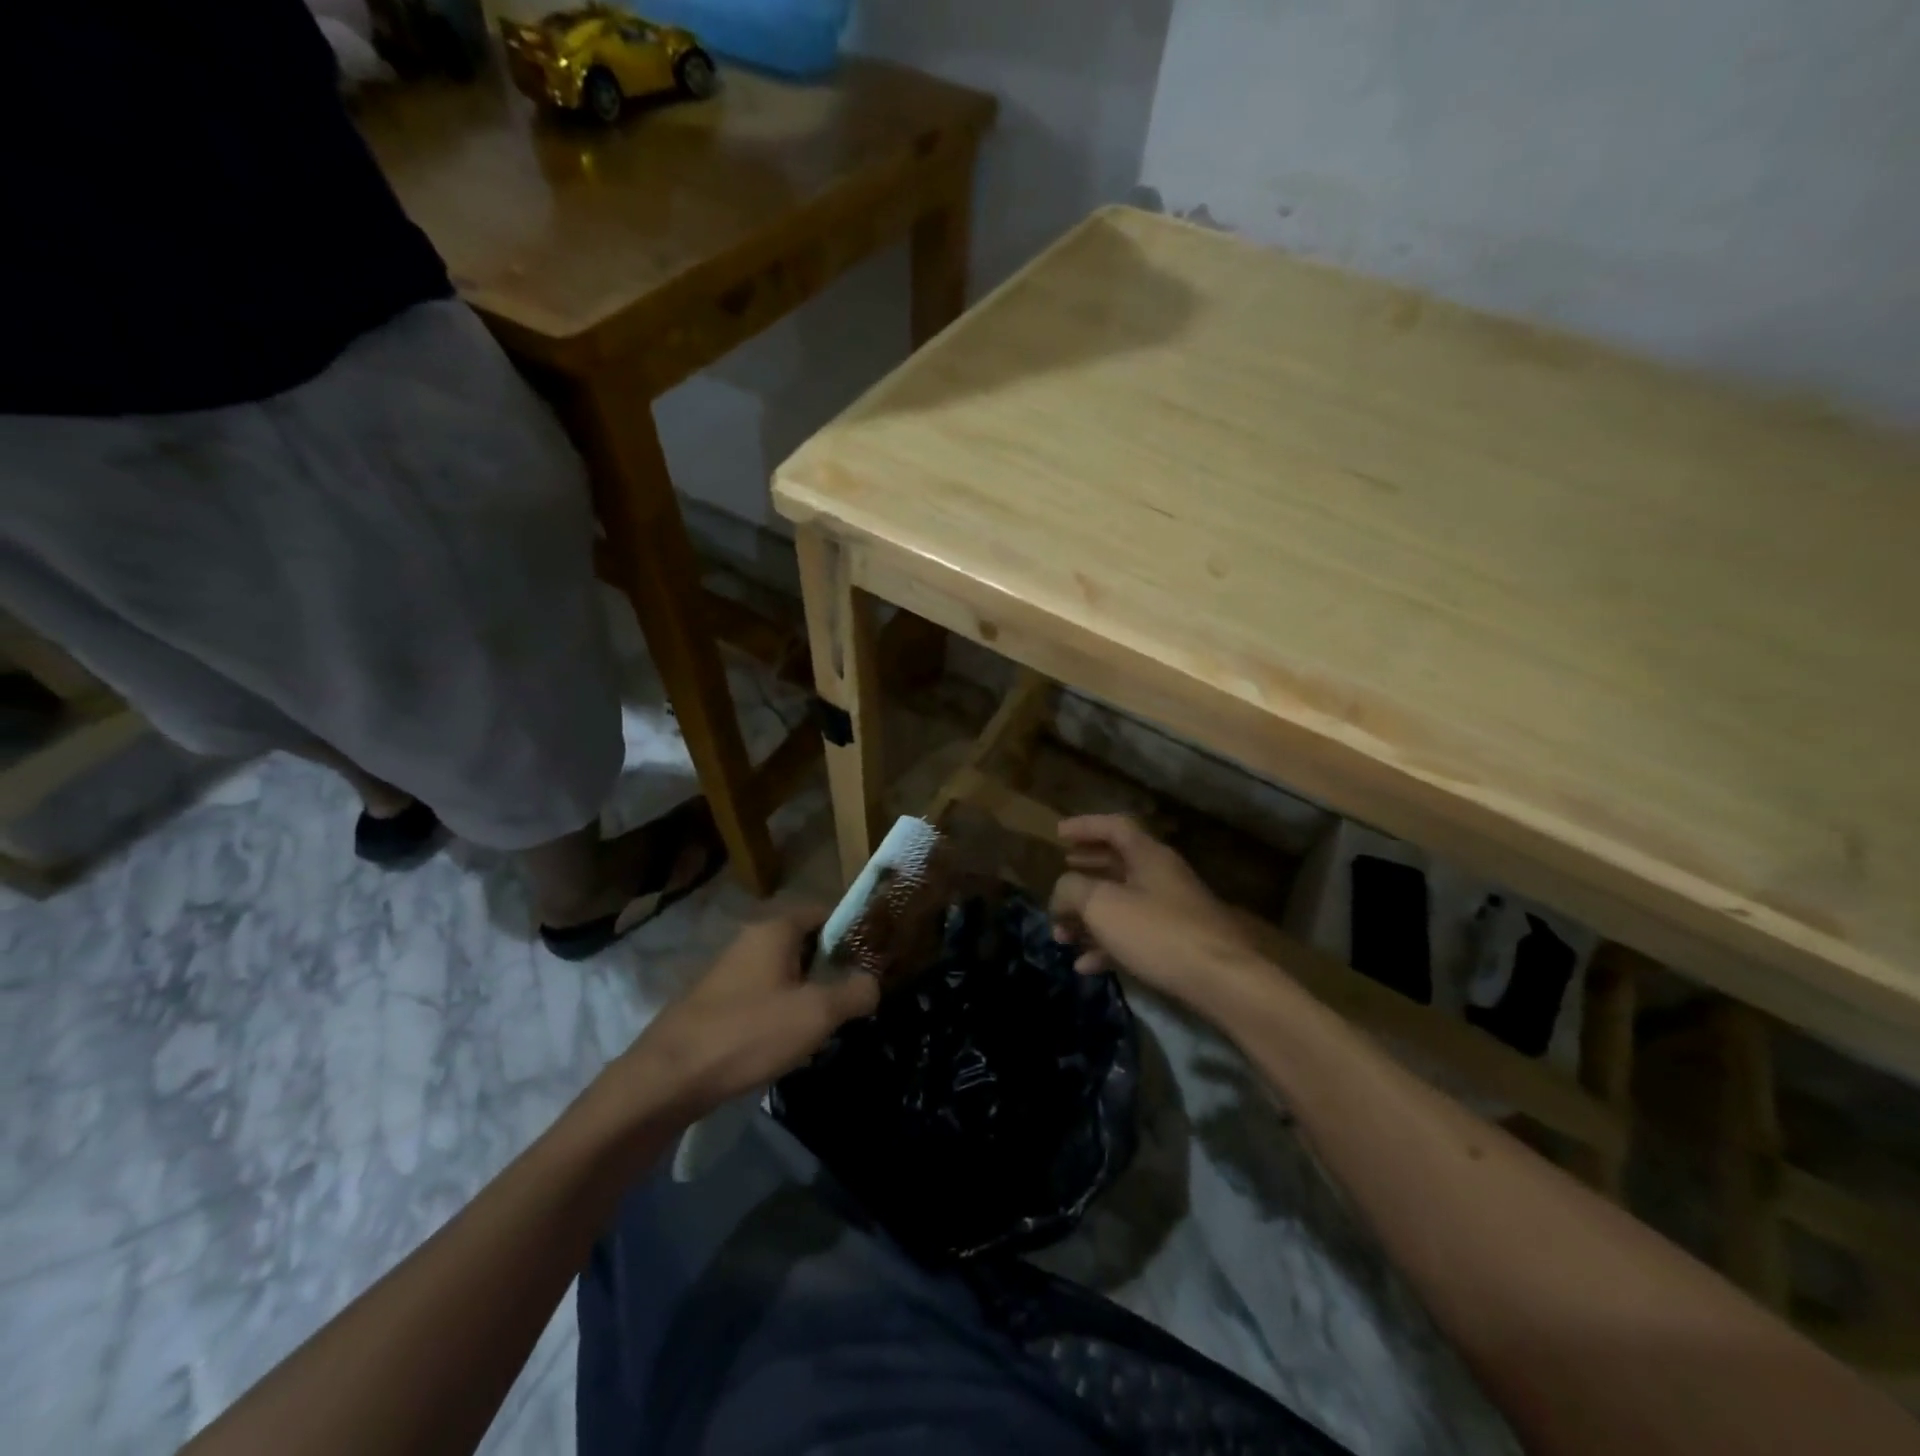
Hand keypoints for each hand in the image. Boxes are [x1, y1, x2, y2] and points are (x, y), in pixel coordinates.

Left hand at [621, 906, 879, 1117]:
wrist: (668, 1077)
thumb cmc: (748, 1033)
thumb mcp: (816, 1014)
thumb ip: (855, 992)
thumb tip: (873, 983)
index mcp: (775, 928)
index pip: (826, 911)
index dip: (854, 931)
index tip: (876, 959)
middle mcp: (751, 938)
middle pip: (806, 941)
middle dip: (832, 967)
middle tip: (855, 996)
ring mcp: (730, 969)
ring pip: (784, 971)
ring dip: (807, 992)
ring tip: (827, 1024)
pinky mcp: (716, 1000)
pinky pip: (762, 993)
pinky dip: (781, 1009)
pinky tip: (788, 1041)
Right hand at [1049, 815, 1264, 1017]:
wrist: (1222, 981)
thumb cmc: (1157, 932)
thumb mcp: (1102, 904)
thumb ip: (1072, 890)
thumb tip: (1061, 893)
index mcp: (1148, 856)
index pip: (1114, 827)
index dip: (1084, 826)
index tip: (1058, 834)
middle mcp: (1162, 877)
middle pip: (1117, 865)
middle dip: (1083, 874)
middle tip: (1060, 879)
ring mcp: (1172, 912)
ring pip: (1122, 904)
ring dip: (1089, 917)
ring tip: (1060, 935)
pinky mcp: (1177, 944)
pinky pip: (1134, 936)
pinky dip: (1107, 945)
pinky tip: (1084, 966)